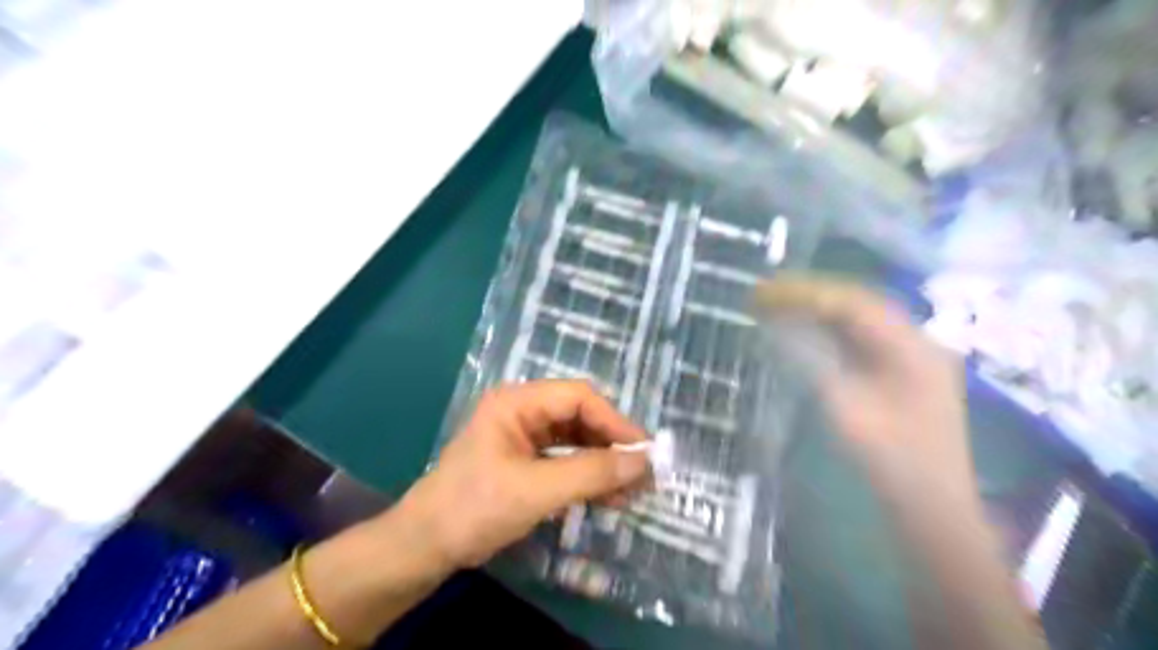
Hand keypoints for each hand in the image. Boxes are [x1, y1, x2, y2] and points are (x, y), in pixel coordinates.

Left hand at [399, 380, 649, 569]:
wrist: (427, 545)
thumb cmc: (475, 508)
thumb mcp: (537, 490)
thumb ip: (592, 473)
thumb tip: (644, 462)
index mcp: (517, 402)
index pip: (578, 397)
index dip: (614, 421)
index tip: (643, 451)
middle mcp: (523, 410)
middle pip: (580, 416)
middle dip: (611, 444)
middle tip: (642, 473)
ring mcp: (524, 435)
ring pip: (576, 438)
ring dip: (603, 462)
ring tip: (631, 490)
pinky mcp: (526, 459)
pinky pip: (565, 459)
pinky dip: (587, 475)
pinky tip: (608, 495)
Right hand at [761, 275, 973, 506]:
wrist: (933, 507)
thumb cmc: (890, 461)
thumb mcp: (846, 409)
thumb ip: (814, 361)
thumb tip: (781, 327)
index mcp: (910, 346)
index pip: (851, 302)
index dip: (804, 293)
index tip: (763, 293)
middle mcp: (917, 340)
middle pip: (858, 302)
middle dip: (810, 295)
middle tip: (765, 294)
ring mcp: (913, 355)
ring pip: (860, 317)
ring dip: (819, 309)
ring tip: (778, 304)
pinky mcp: (904, 371)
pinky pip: (863, 337)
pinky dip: (830, 329)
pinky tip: (806, 329)